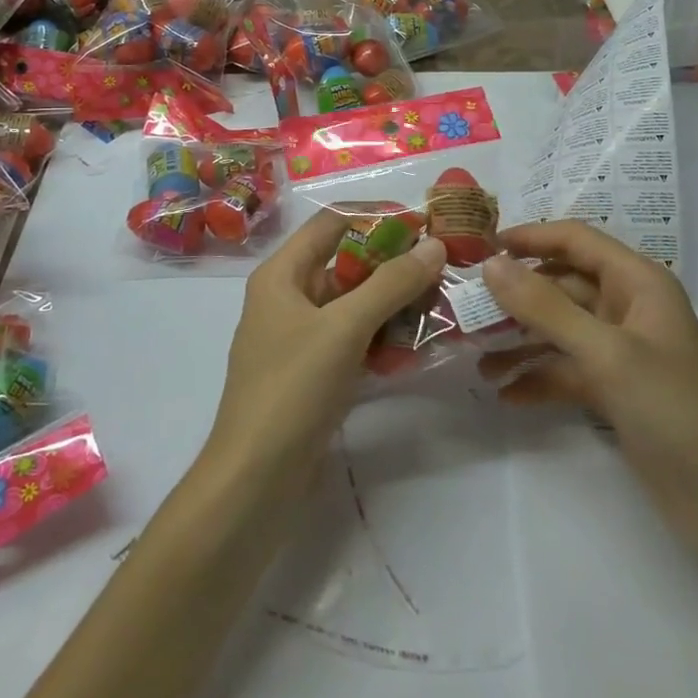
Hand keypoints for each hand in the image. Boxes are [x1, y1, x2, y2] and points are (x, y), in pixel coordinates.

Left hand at [205, 208, 448, 486]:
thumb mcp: (344, 329)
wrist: (254, 480)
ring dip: (393, 303)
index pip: (332, 223)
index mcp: (282, 274)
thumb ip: (391, 284)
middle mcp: (288, 297)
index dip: (376, 217)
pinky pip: (353, 339)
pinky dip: (382, 337)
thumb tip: (435, 246)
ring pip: (354, 304)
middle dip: (393, 264)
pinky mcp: (313, 371)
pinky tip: (417, 346)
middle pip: (346, 263)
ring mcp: (300, 337)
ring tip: (441, 305)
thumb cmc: (293, 389)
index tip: (423, 223)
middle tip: (442, 267)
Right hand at [480, 221, 697, 561]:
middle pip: (562, 286)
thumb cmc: (675, 410)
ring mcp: (622, 352)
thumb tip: (491, 264)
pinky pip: (567, 372)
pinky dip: (538, 379)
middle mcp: (629, 309)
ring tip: (477, 360)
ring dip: (521, 342)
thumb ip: (545, 307)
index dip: (530, 237)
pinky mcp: (616, 392)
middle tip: (465, 308)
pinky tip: (505, 395)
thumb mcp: (607, 353)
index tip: (480, 247)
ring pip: (560, 331)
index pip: (577, 241)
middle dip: (517, 296)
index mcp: (638, 283)